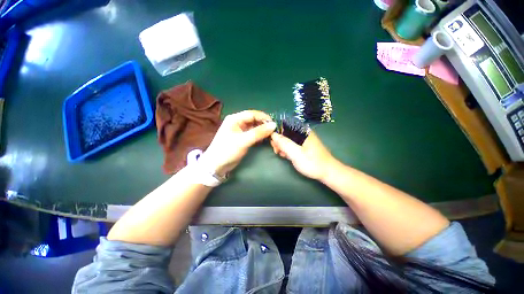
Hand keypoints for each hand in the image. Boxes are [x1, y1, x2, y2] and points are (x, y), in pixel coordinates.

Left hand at [200, 110, 275, 175]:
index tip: (274, 124)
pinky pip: (253, 134)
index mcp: (235, 119)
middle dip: (264, 124)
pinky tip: (265, 139)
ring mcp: (240, 130)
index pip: (253, 114)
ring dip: (263, 130)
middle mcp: (238, 122)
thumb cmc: (228, 150)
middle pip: (254, 120)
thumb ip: (258, 133)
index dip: (264, 118)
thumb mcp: (243, 141)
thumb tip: (273, 125)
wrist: (217, 165)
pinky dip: (259, 136)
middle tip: (274, 131)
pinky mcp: (242, 138)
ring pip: (254, 127)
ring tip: (271, 135)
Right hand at [270, 131, 335, 179]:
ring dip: (282, 146)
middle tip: (277, 151)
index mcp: (302, 131)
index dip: (277, 132)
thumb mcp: (296, 154)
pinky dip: (287, 149)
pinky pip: (291, 144)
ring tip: (282, 155)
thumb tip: (273, 134)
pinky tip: (286, 156)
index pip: (285, 125)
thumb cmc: (312, 163)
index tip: (273, 143)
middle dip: (279, 141)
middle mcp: (302, 132)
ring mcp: (302, 139)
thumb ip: (284, 143)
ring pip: (287, 139)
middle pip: (285, 132)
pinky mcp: (303, 145)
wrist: (327, 172)